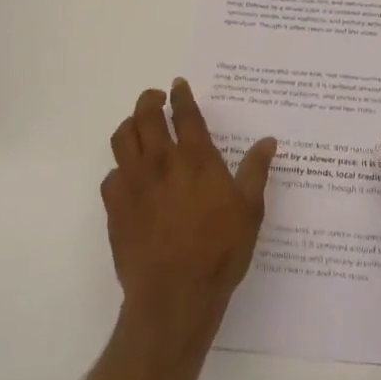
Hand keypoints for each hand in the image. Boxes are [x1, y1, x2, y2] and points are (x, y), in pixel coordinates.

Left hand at [104, 79, 277, 344]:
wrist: (174, 295)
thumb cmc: (219, 250)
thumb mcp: (250, 210)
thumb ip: (256, 171)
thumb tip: (269, 141)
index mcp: (196, 158)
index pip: (184, 114)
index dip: (181, 95)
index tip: (178, 84)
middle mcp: (161, 162)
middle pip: (145, 116)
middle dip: (149, 100)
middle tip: (155, 97)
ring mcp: (134, 183)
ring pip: (122, 138)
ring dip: (130, 125)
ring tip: (138, 126)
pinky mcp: (115, 207)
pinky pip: (111, 175)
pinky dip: (120, 169)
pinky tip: (129, 177)